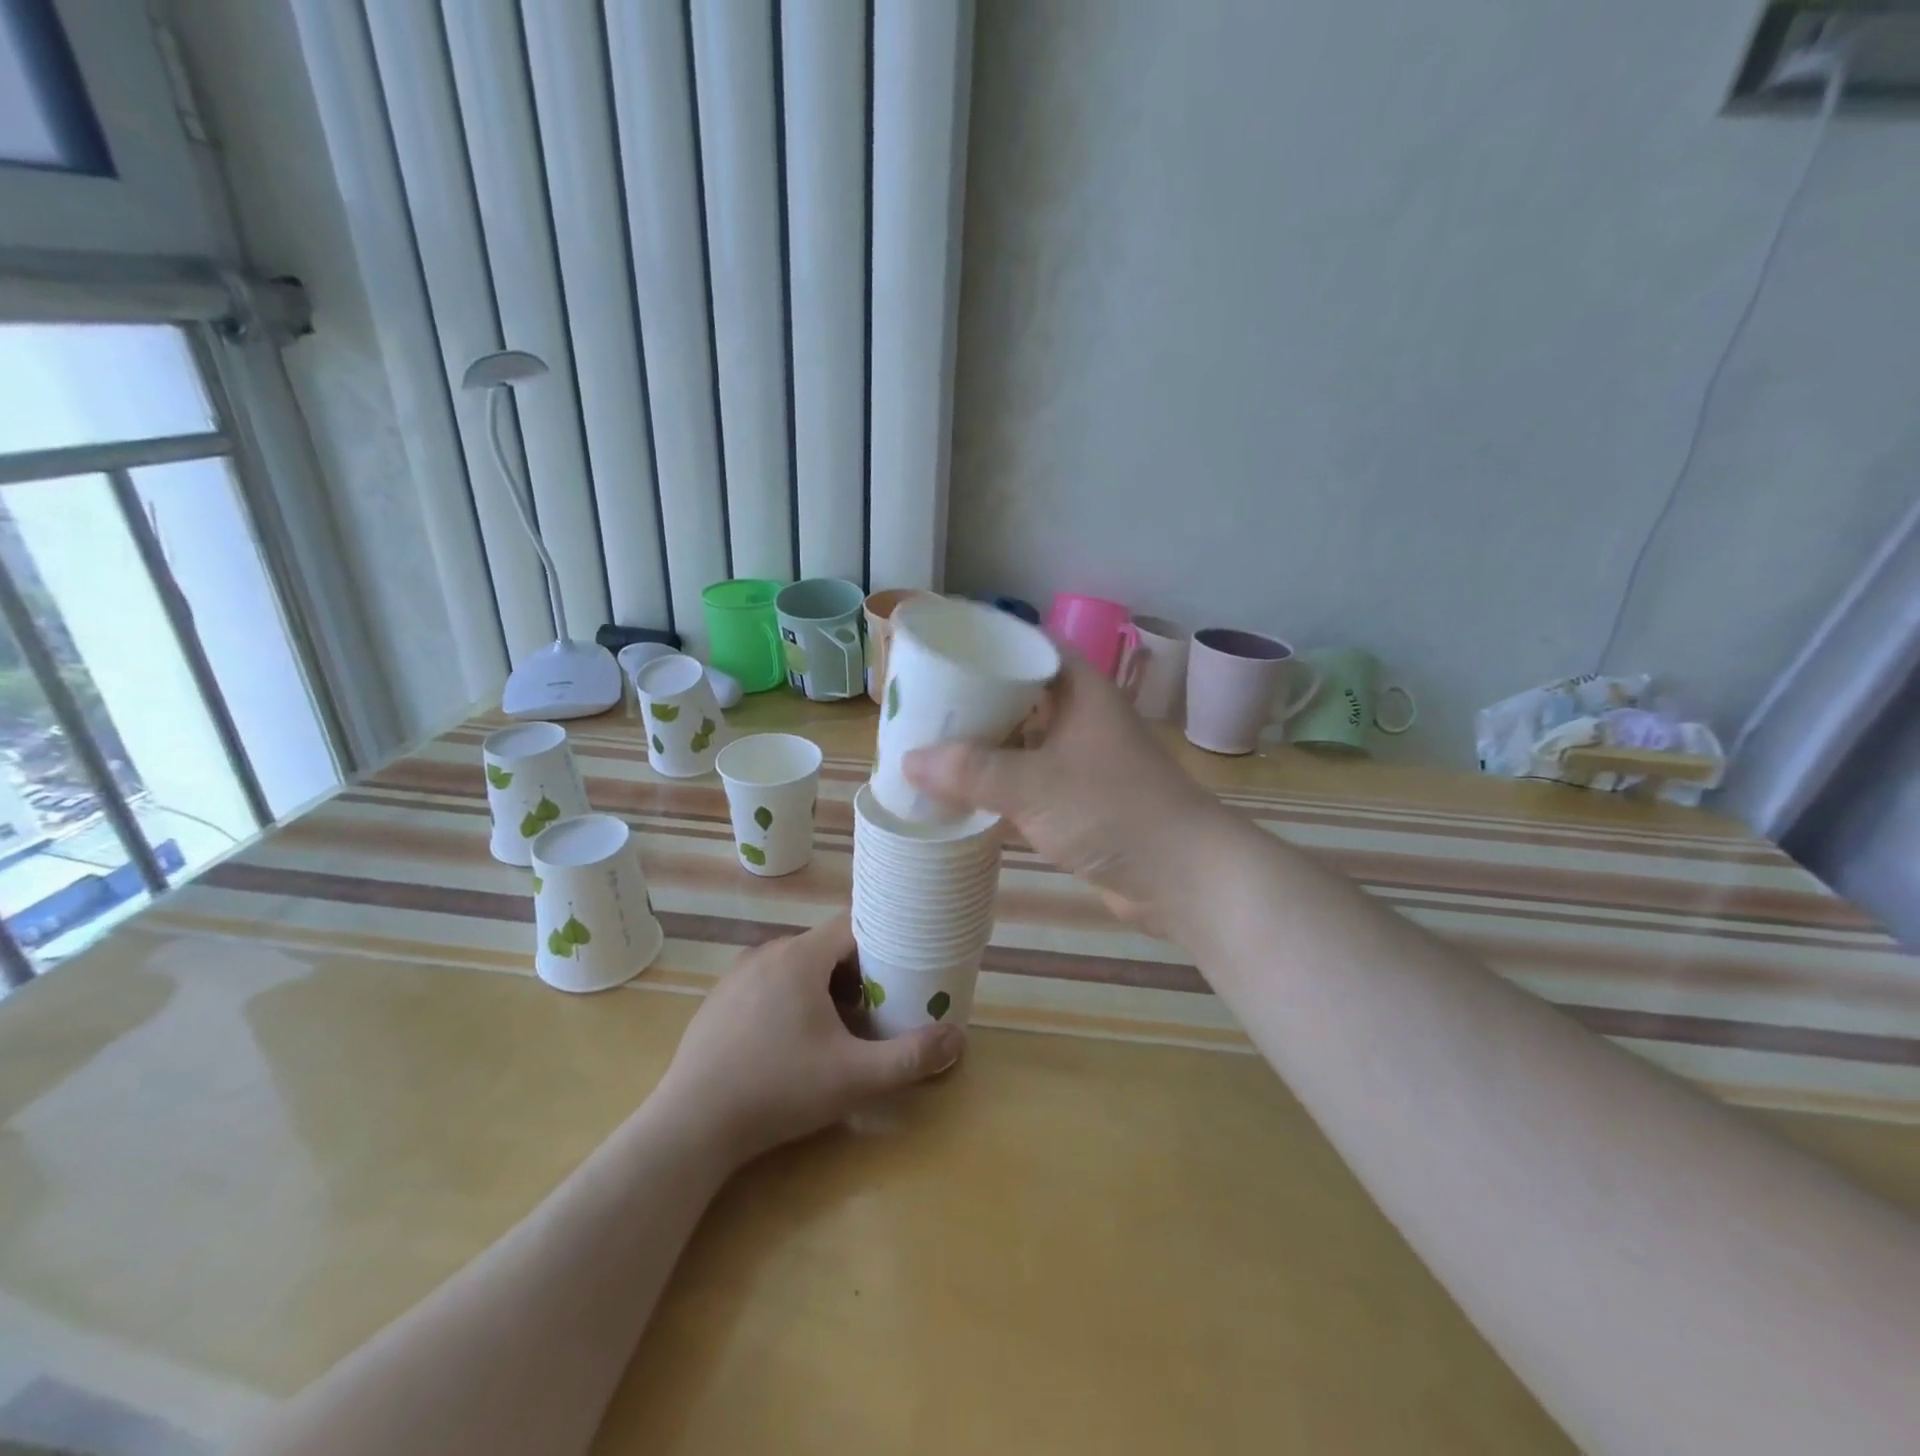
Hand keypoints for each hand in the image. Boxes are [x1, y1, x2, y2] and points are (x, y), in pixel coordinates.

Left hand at [651, 912, 963, 1166]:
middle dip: (856, 973)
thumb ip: (910, 1057)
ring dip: (823, 987)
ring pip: (796, 965)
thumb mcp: (854, 1077)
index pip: (854, 925)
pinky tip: (789, 1043)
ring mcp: (738, 975)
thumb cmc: (778, 1089)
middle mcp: (768, 952)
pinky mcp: (718, 1000)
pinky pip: (767, 984)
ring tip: (837, 1029)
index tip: (902, 969)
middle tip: (876, 1009)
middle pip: (826, 947)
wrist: (691, 1126)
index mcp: (801, 956)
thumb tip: (958, 1038)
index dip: (883, 942)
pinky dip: (789, 999)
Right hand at [903, 654, 1238, 936]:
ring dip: (982, 743)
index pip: (1029, 644)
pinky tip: (960, 790)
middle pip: (1019, 692)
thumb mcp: (1035, 785)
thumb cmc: (1114, 811)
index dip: (988, 640)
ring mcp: (1080, 759)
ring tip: (929, 741)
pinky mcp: (1078, 799)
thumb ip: (973, 771)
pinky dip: (996, 781)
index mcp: (1079, 690)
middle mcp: (1080, 716)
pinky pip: (1026, 778)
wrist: (1182, 876)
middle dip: (973, 696)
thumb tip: (910, 760)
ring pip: (1022, 738)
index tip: (942, 646)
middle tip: (922, 700)